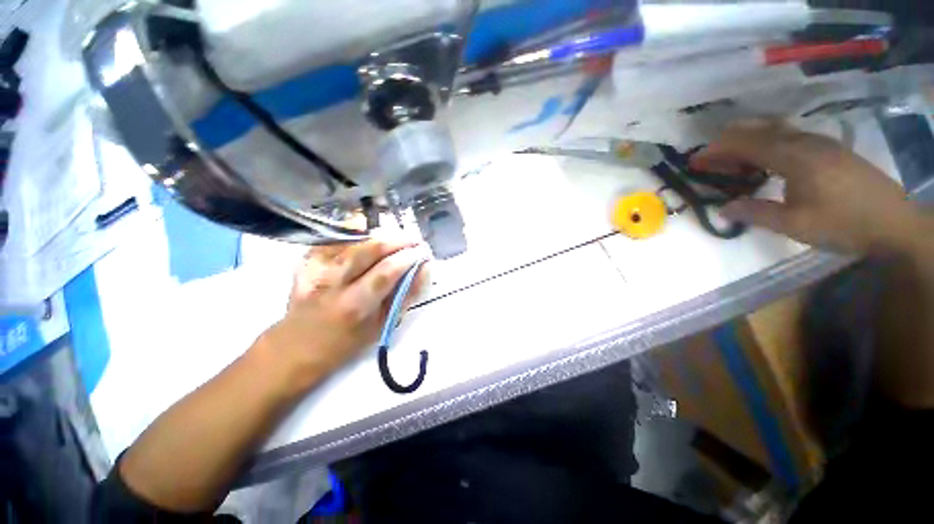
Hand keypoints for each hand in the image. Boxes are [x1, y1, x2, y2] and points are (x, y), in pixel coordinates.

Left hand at [259, 237, 429, 389]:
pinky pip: (336, 240)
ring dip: (380, 236)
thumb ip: (406, 295)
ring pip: (353, 240)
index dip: (408, 257)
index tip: (423, 252)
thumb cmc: (347, 342)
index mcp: (354, 305)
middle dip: (397, 240)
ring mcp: (316, 269)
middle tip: (414, 240)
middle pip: (368, 249)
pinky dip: (357, 236)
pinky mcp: (306, 261)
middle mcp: (333, 282)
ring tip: (397, 238)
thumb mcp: (382, 325)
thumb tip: (423, 270)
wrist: (297, 345)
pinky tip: (370, 237)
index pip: (387, 271)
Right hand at [691, 119, 919, 253]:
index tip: (694, 161)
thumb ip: (756, 213)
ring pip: (774, 131)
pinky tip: (763, 163)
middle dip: (728, 141)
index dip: (716, 150)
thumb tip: (722, 209)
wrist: (895, 222)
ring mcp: (819, 143)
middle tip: (709, 160)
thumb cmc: (844, 224)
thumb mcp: (795, 225)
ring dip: (747, 142)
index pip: (746, 144)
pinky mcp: (828, 149)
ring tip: (731, 162)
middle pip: (759, 130)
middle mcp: (805, 142)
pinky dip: (766, 145)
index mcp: (794, 157)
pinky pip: (788, 138)